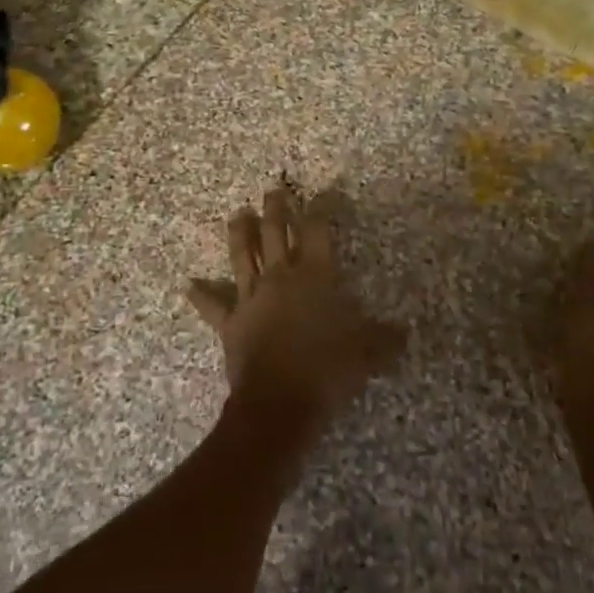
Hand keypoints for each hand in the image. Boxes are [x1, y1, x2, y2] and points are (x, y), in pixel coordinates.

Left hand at [187, 185, 406, 425]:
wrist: (280, 402)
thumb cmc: (327, 370)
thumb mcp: (366, 354)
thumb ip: (384, 339)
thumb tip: (404, 333)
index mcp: (314, 276)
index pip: (318, 231)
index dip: (320, 209)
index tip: (323, 194)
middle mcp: (280, 277)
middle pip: (274, 232)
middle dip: (275, 208)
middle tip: (274, 190)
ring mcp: (251, 297)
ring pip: (242, 256)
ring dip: (239, 232)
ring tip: (237, 214)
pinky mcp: (231, 321)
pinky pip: (213, 305)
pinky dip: (202, 294)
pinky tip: (189, 285)